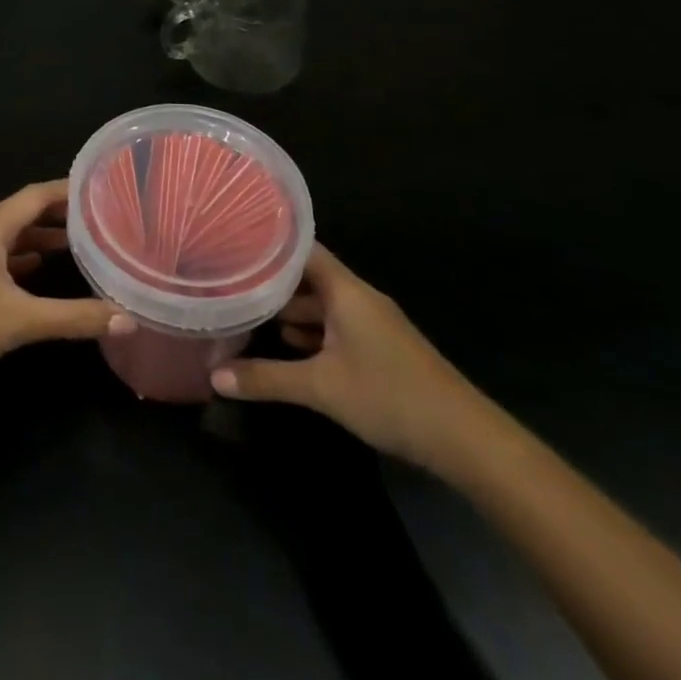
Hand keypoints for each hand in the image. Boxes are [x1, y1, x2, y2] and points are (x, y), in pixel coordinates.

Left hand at [0, 180, 134, 395]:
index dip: (67, 191)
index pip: (35, 195)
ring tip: (75, 246)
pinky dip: (18, 261)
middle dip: (57, 216)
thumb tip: (127, 317)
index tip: (101, 189)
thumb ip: (72, 318)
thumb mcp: (17, 322)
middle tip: (98, 220)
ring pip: (5, 238)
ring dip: (37, 239)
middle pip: (21, 213)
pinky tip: (34, 277)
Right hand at [210, 244, 487, 471]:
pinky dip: (311, 331)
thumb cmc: (390, 395)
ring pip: (322, 304)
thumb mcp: (321, 387)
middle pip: (309, 276)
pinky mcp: (380, 347)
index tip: (234, 242)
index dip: (268, 243)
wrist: (465, 439)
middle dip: (272, 280)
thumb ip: (266, 378)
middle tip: (230, 280)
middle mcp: (358, 297)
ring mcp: (372, 323)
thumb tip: (214, 377)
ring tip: (249, 311)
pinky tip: (288, 346)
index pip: (301, 248)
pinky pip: (336, 325)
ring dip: (291, 309)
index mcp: (345, 289)